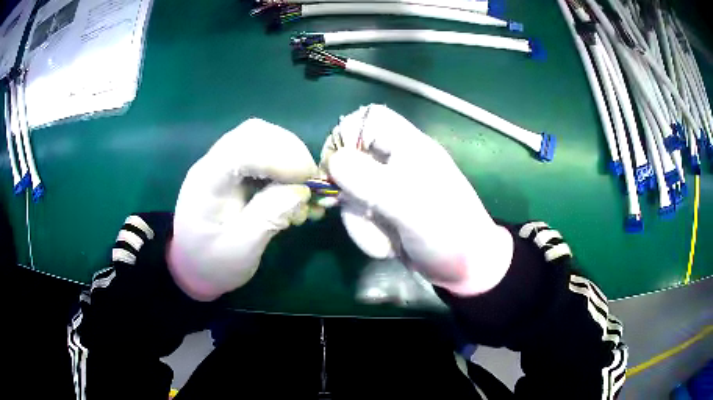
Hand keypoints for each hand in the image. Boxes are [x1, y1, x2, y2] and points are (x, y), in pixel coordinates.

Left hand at [169, 119, 317, 300]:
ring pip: (262, 139)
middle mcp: (213, 164)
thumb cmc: (213, 265)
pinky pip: (264, 153)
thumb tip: (300, 191)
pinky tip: (294, 190)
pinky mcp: (234, 171)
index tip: (306, 179)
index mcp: (207, 184)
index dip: (277, 157)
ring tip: (305, 187)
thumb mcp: (240, 252)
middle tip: (311, 181)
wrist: (194, 267)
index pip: (241, 150)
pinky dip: (285, 166)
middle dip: (289, 151)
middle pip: (254, 133)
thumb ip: (267, 219)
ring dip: (290, 157)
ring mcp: (223, 164)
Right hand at [323, 105, 513, 295]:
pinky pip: (361, 214)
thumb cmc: (446, 231)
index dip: (348, 135)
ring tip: (387, 240)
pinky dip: (369, 233)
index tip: (337, 167)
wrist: (465, 268)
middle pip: (352, 161)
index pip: (370, 119)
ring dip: (362, 222)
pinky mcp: (387, 211)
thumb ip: (369, 180)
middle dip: (353, 196)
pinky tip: (389, 246)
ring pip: (352, 193)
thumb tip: (334, 161)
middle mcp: (397, 162)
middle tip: (367, 215)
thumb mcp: (408, 205)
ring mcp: (391, 188)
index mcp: (409, 147)